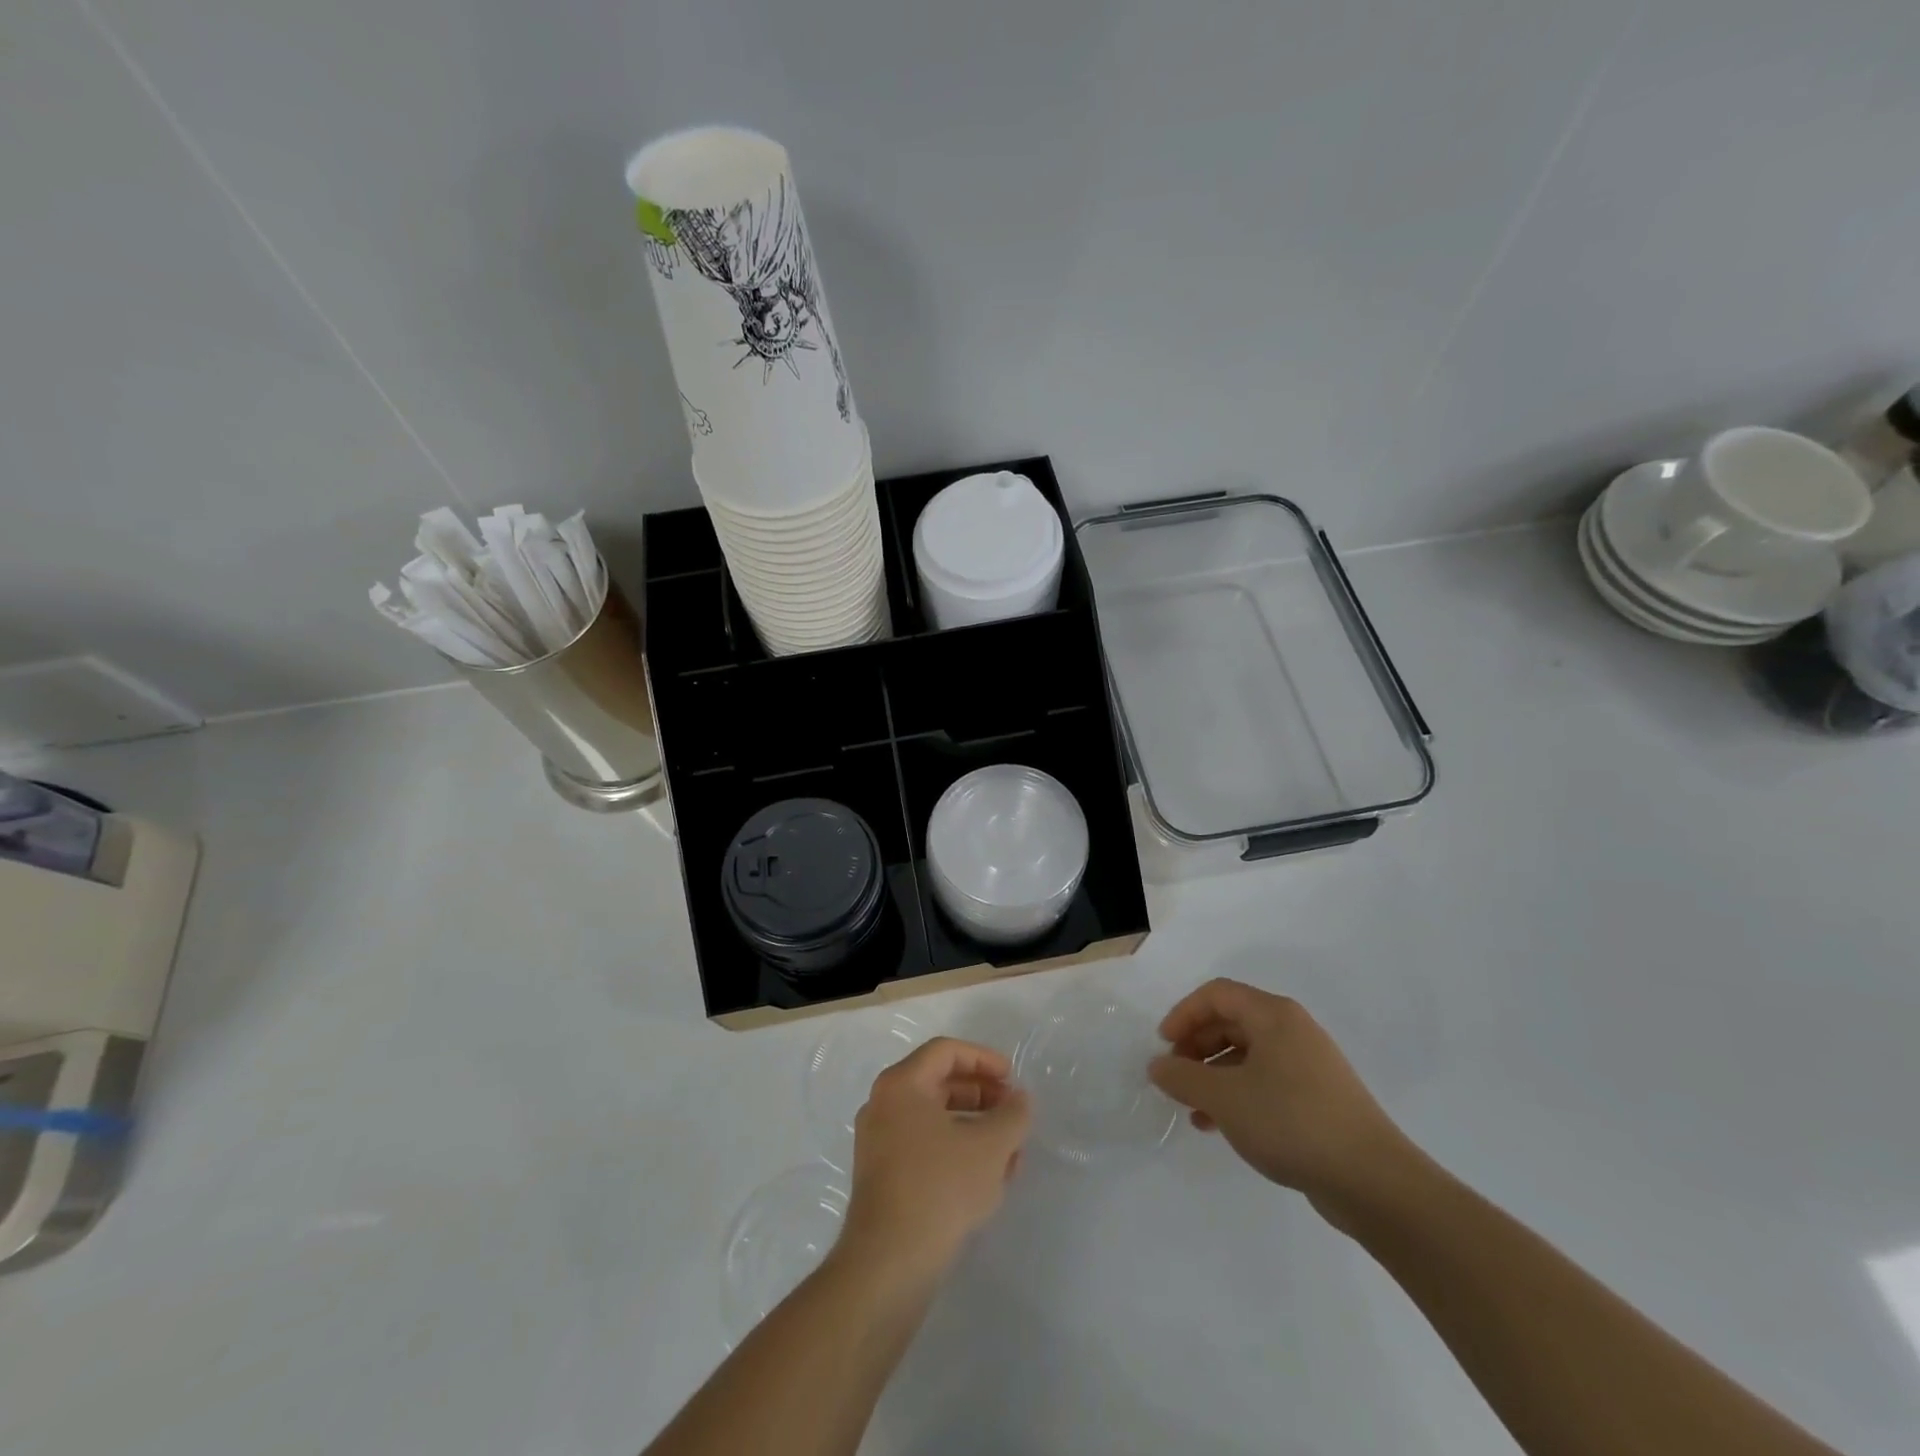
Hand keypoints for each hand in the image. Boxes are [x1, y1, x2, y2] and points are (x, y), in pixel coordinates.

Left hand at [838, 1037, 1029, 1281]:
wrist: (888, 1263)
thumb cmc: (940, 1187)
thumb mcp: (990, 1147)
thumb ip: (1013, 1115)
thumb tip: (1020, 1099)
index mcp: (901, 1084)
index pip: (946, 1052)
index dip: (984, 1059)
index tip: (1012, 1079)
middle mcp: (883, 1104)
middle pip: (939, 1083)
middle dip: (982, 1095)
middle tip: (1013, 1112)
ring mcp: (879, 1142)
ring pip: (934, 1119)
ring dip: (974, 1127)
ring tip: (1010, 1151)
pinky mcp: (883, 1177)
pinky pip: (924, 1147)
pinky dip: (956, 1150)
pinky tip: (988, 1178)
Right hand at [1148, 979, 1417, 1222]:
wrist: (1373, 1182)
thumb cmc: (1292, 1122)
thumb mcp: (1225, 1098)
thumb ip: (1184, 1077)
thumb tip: (1157, 1065)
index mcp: (1274, 1016)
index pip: (1216, 995)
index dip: (1184, 1014)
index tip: (1163, 1047)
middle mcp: (1292, 1030)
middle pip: (1231, 1022)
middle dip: (1196, 1047)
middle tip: (1175, 1077)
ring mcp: (1308, 1065)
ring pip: (1246, 1056)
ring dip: (1213, 1076)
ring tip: (1192, 1109)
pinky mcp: (1317, 1098)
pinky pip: (1265, 1082)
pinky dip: (1237, 1095)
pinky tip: (1219, 1126)